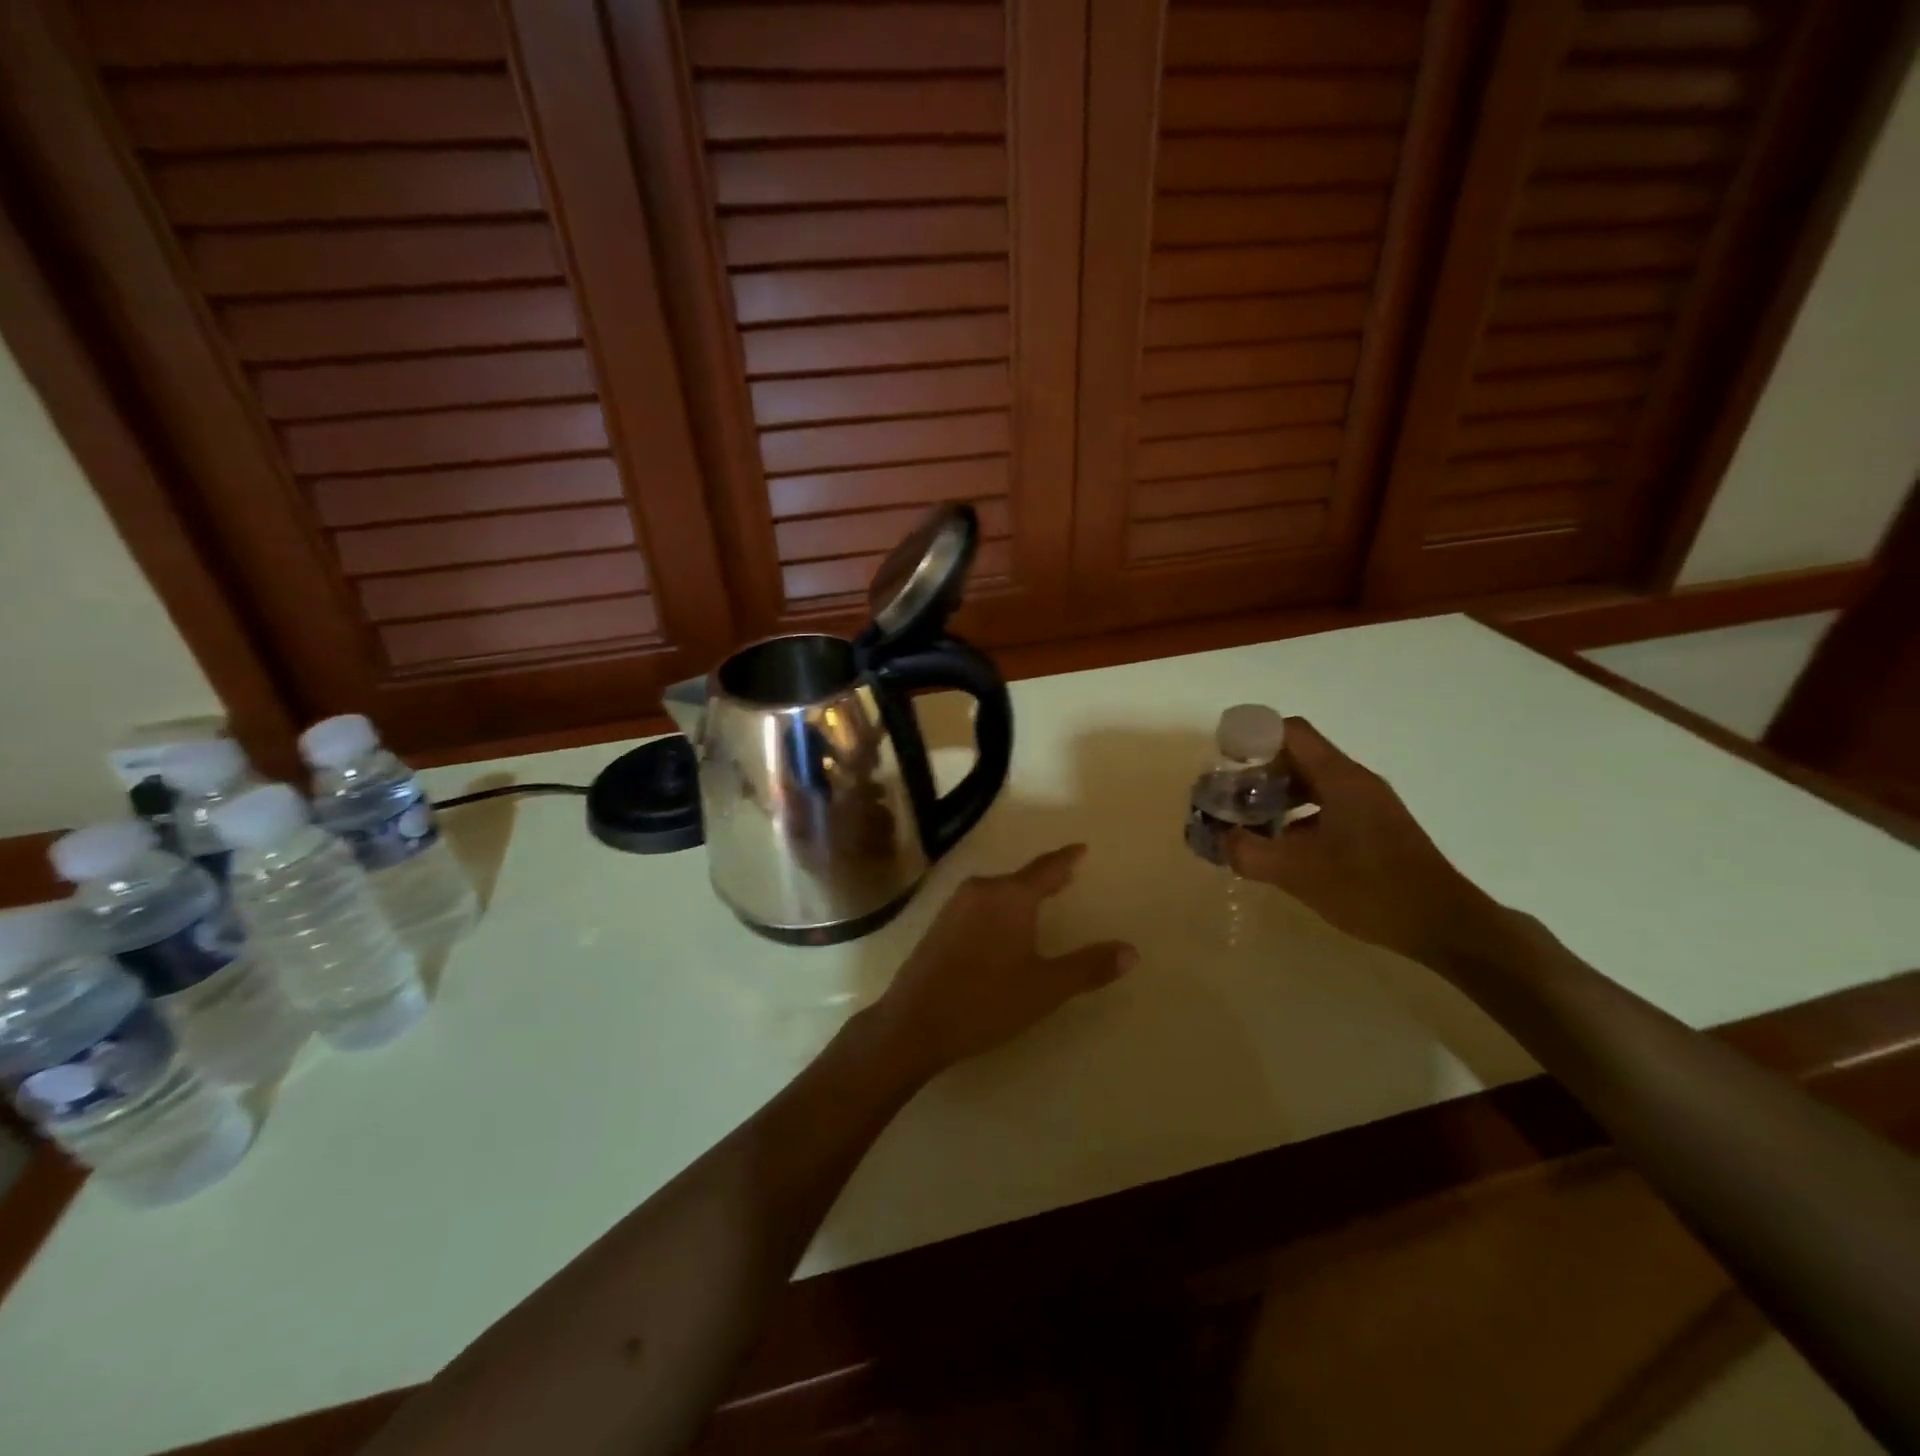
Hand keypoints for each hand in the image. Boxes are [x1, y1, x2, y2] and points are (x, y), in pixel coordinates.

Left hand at [871, 845, 1135, 1078]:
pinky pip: (979, 904)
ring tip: (1039, 901)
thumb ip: (1088, 967)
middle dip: (1044, 878)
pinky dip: (999, 907)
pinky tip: (1003, 926)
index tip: (1081, 848)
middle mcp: (981, 890)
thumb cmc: (986, 1002)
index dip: (1066, 859)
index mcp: (1010, 896)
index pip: (1046, 869)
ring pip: (997, 891)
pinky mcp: (939, 924)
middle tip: (1067, 876)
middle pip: (1020, 878)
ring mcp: (955, 905)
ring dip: (1019, 894)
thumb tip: (1131, 951)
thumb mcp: (1045, 988)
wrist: (914, 1022)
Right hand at [1229, 719, 1508, 971]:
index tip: (1224, 760)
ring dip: (1276, 796)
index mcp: (1339, 779)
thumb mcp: (1298, 873)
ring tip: (1248, 823)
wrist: (1444, 925)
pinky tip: (1282, 847)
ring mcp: (1368, 805)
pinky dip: (1297, 816)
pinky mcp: (1374, 827)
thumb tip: (1220, 838)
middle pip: (1298, 756)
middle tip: (1228, 797)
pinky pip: (1326, 806)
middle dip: (1258, 772)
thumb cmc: (1370, 889)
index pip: (1290, 733)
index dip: (1253, 737)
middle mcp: (1355, 781)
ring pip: (1311, 783)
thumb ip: (1249, 853)